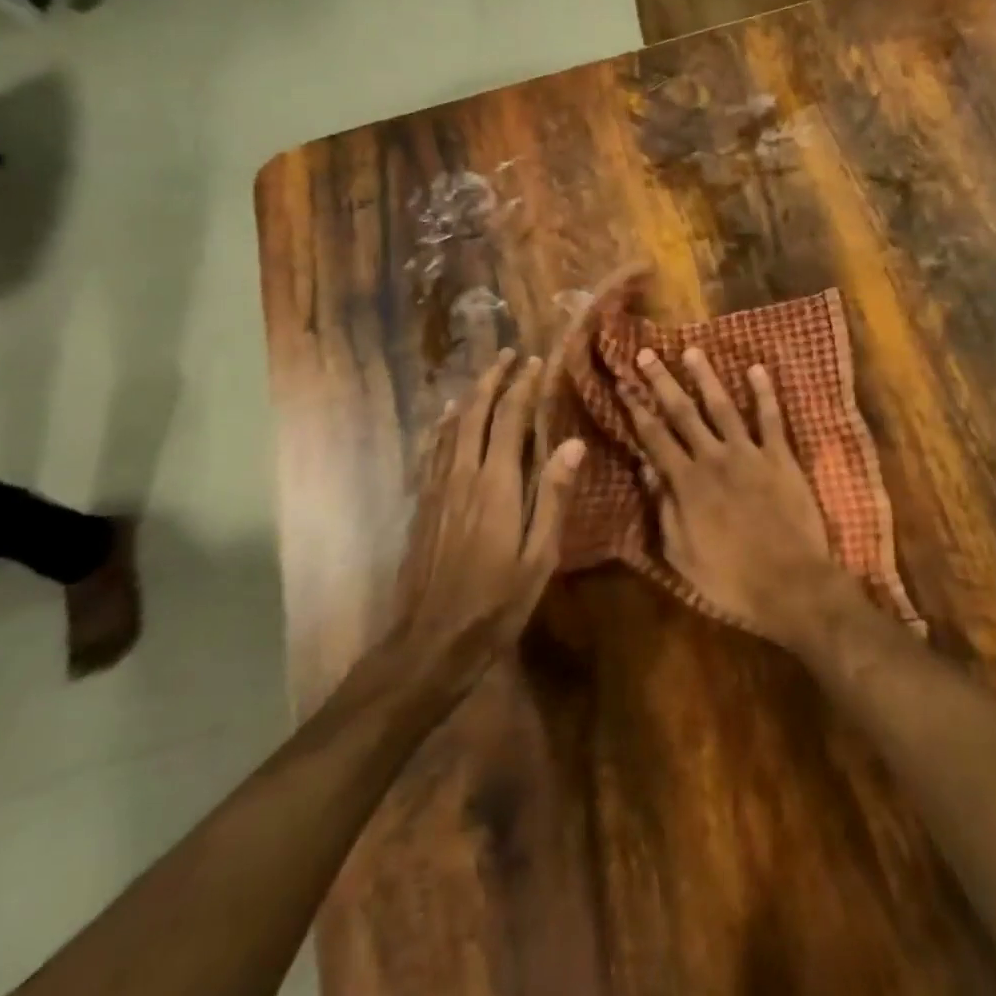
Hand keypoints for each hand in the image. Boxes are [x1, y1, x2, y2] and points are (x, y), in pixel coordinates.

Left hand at [381, 349, 584, 695]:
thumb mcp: (539, 556)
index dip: (523, 387)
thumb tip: (572, 444)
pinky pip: (433, 451)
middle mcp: (463, 475)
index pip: (510, 419)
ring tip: (484, 376)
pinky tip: (446, 421)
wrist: (431, 641)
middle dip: (493, 379)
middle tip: (508, 353)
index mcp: (496, 484)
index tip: (535, 362)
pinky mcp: (423, 505)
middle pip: (476, 413)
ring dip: (470, 396)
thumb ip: (554, 496)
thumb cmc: (496, 602)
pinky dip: (443, 426)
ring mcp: (438, 489)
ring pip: (451, 428)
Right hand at [626, 346, 846, 643]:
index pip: (654, 437)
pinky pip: (771, 418)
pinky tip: (756, 368)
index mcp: (687, 483)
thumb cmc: (731, 579)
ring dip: (706, 377)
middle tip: (646, 353)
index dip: (635, 408)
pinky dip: (764, 392)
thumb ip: (663, 510)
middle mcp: (714, 458)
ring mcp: (750, 454)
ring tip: (692, 351)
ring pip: (723, 406)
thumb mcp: (681, 555)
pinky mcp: (781, 457)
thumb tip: (646, 470)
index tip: (622, 383)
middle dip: (662, 381)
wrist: (791, 584)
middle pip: (683, 412)